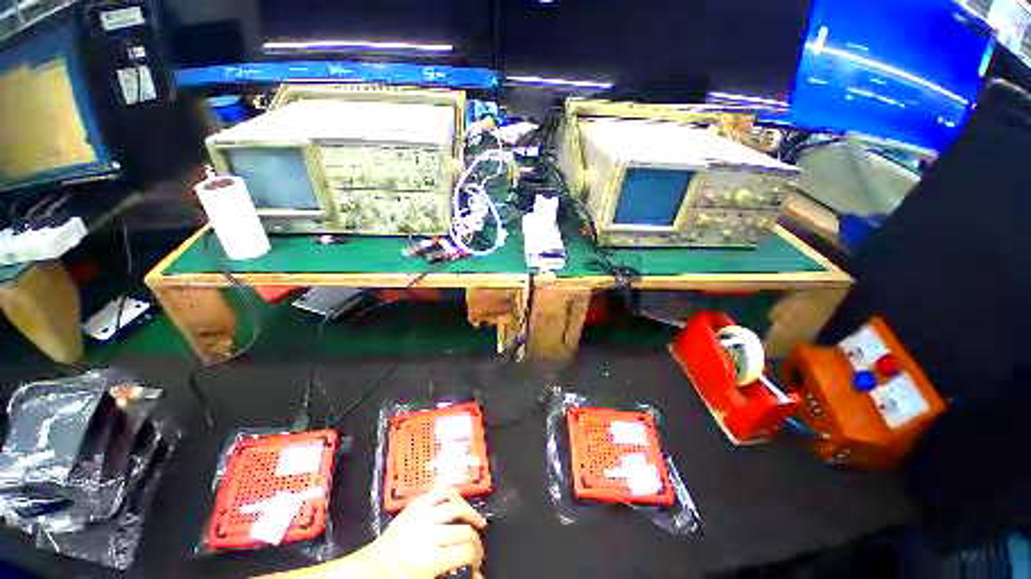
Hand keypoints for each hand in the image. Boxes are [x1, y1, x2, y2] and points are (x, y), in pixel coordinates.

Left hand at [361, 487, 486, 578]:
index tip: (477, 563)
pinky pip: (441, 491)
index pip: (465, 552)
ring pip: (456, 506)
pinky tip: (459, 503)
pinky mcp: (417, 503)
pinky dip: (454, 494)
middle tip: (477, 547)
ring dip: (470, 513)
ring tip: (477, 521)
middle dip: (476, 540)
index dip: (477, 557)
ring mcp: (423, 514)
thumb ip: (451, 578)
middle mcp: (428, 533)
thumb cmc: (398, 578)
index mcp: (429, 559)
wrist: (371, 567)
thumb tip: (477, 577)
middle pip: (464, 531)